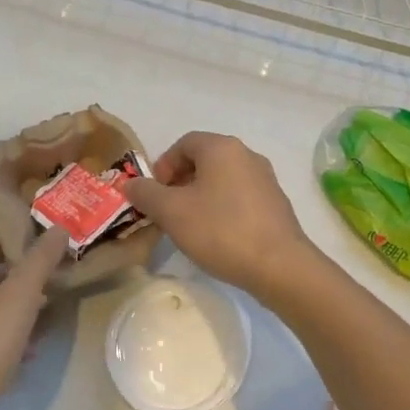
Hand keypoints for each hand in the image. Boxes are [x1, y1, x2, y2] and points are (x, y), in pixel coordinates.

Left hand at [0, 228, 70, 409]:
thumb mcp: (19, 298)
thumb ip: (39, 263)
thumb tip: (57, 229)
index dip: (9, 246)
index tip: (38, 254)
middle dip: (17, 281)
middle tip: (47, 287)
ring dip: (14, 311)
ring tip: (43, 320)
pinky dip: (5, 339)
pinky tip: (27, 354)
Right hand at [122, 131, 319, 301]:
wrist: (279, 266)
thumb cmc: (220, 231)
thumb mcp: (171, 212)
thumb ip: (146, 193)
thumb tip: (130, 184)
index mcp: (221, 148)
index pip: (184, 143)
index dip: (163, 166)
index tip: (154, 195)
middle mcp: (247, 155)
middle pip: (204, 160)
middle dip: (179, 183)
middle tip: (167, 211)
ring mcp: (265, 180)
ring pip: (222, 180)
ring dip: (200, 197)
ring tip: (189, 226)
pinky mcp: (276, 204)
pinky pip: (239, 197)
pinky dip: (222, 209)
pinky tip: (217, 236)